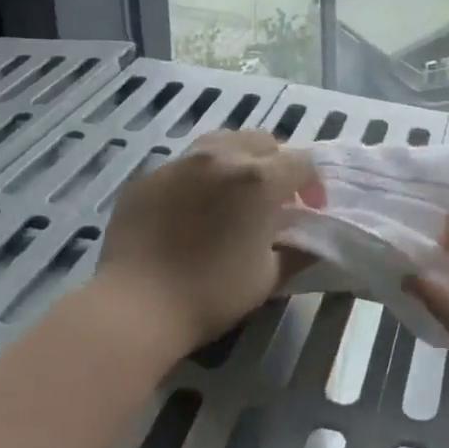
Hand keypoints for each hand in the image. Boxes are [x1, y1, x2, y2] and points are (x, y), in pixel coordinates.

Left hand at [97, 130, 323, 355]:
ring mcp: (180, 162)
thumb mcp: (269, 277)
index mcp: (258, 179)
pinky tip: (191, 211)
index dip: (312, 184)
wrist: (136, 306)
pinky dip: (200, 179)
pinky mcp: (148, 176)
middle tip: (273, 201)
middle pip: (263, 141)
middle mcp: (221, 157)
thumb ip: (299, 251)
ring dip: (239, 161)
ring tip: (233, 196)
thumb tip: (313, 241)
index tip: (308, 211)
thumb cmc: (212, 294)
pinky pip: (185, 165)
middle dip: (277, 165)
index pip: (302, 161)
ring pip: (222, 143)